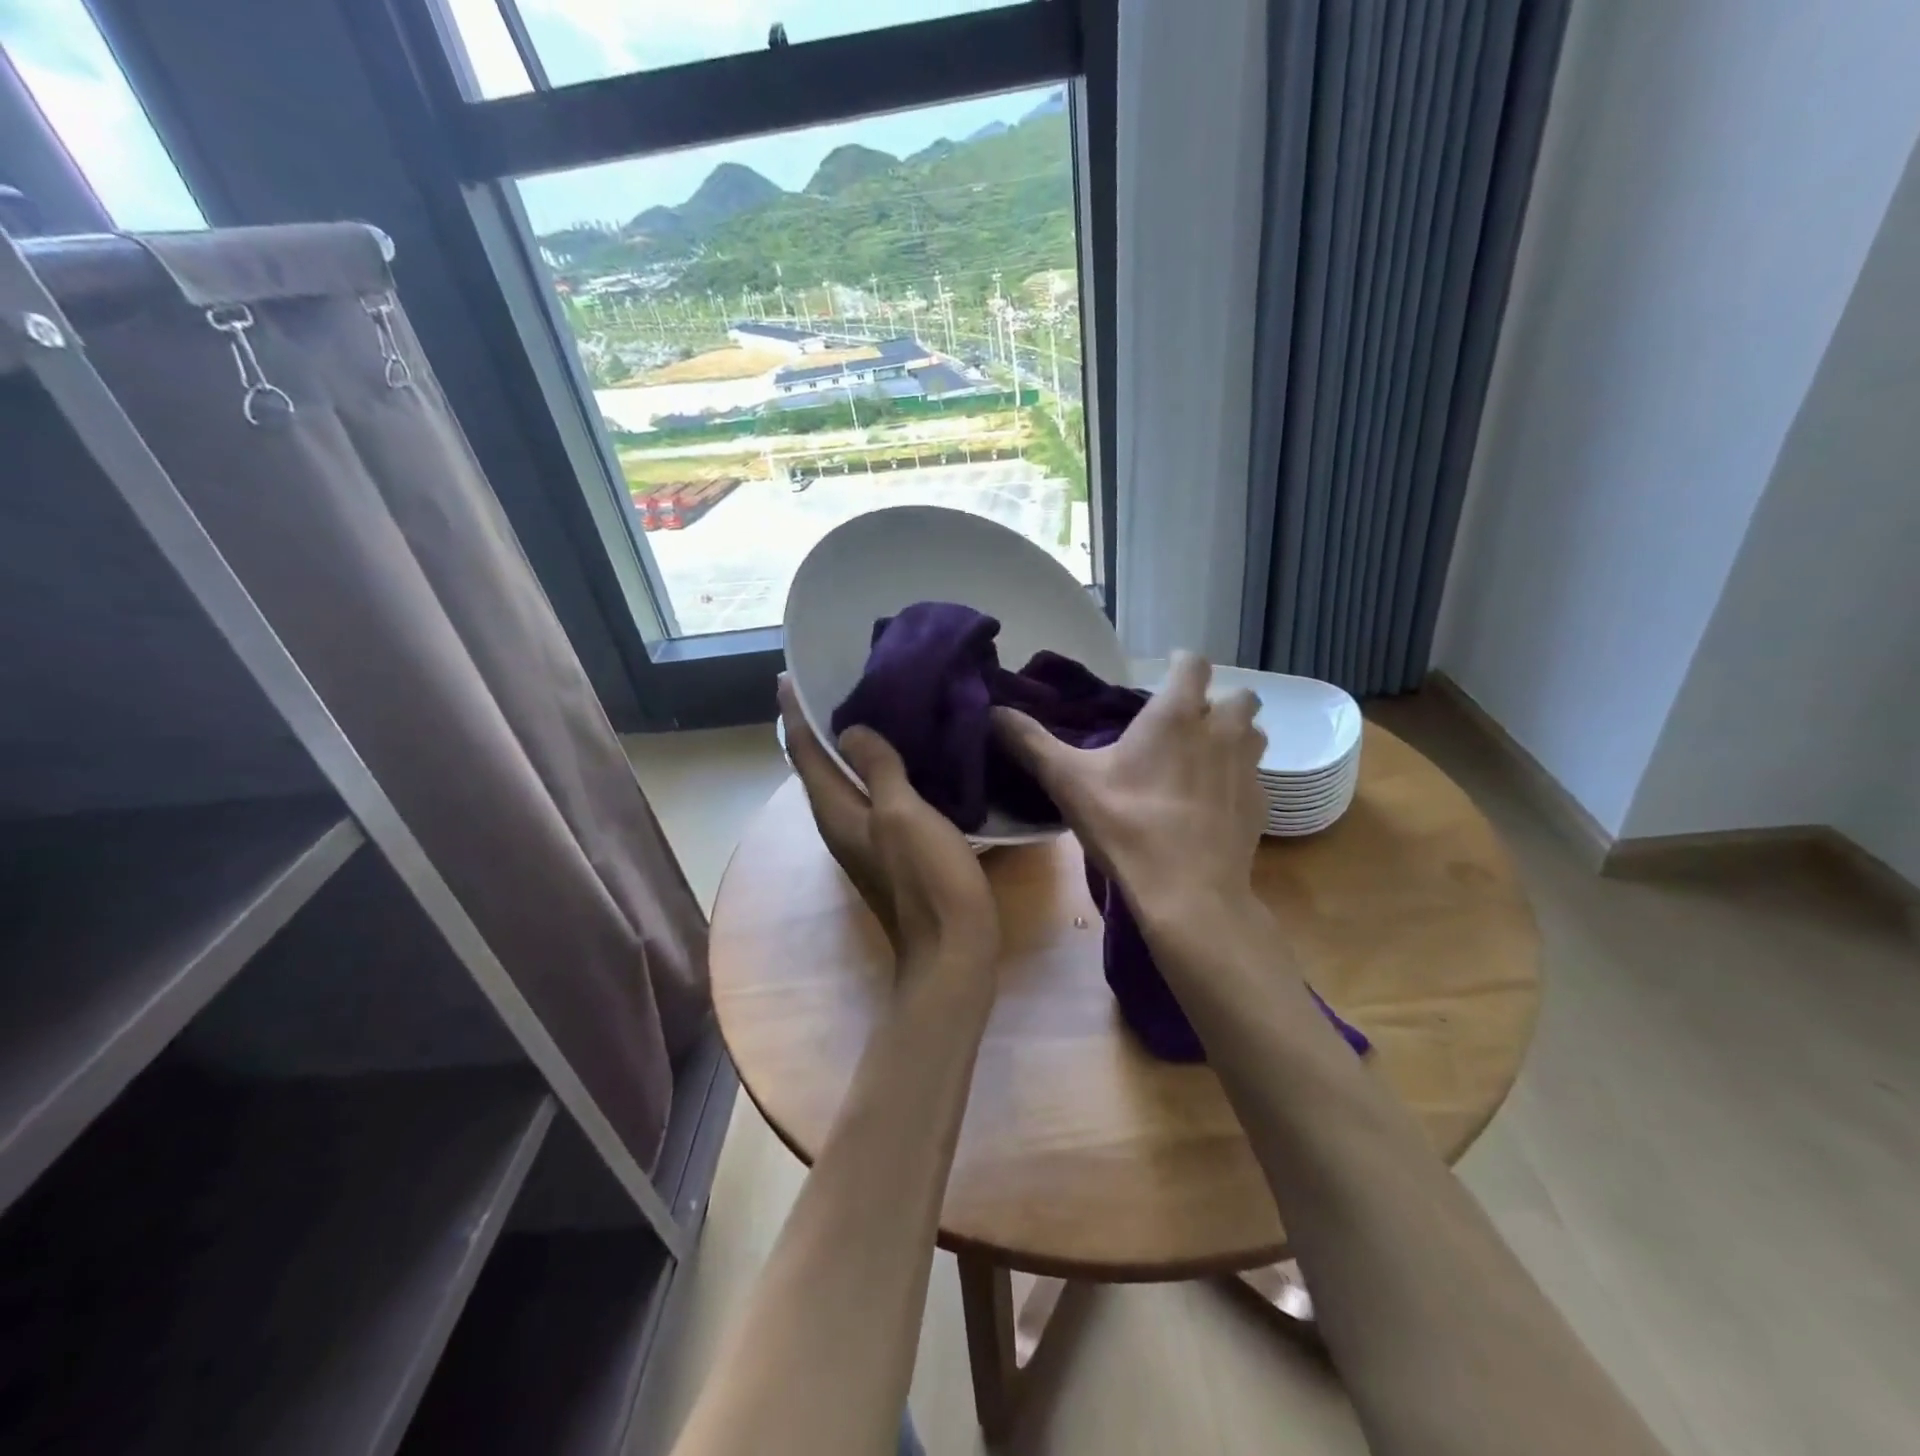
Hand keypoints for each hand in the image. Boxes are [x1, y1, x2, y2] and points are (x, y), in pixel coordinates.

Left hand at [779, 676, 998, 980]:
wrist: (952, 951)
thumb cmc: (927, 879)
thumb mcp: (901, 815)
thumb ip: (876, 769)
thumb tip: (849, 731)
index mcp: (835, 811)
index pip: (803, 751)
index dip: (794, 712)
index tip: (788, 676)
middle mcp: (840, 822)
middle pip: (818, 765)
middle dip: (820, 723)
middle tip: (838, 680)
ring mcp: (865, 838)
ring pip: (847, 779)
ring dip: (850, 745)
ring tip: (872, 705)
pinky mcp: (891, 848)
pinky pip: (874, 794)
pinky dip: (878, 767)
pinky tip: (904, 753)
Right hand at [992, 651, 1266, 925]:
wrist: (1187, 893)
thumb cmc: (1126, 825)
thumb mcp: (1068, 781)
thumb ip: (1030, 742)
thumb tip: (993, 711)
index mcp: (1176, 715)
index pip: (1194, 664)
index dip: (1181, 664)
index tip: (1165, 674)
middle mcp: (1221, 732)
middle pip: (1237, 696)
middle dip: (1216, 701)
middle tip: (1184, 722)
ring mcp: (1247, 770)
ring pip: (1253, 735)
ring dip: (1233, 736)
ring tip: (1202, 757)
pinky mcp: (1260, 807)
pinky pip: (1255, 778)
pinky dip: (1236, 780)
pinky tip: (1211, 804)